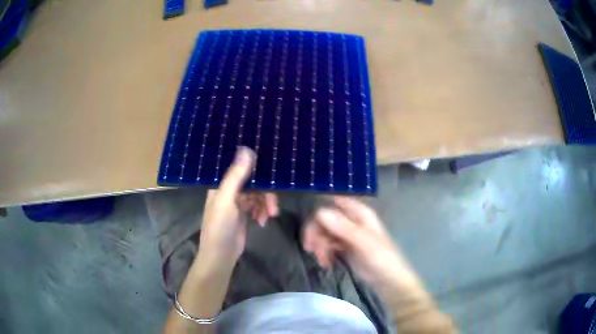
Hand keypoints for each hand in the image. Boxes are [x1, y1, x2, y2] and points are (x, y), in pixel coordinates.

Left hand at [196, 147, 277, 271]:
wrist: (221, 256)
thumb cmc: (219, 227)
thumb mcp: (226, 201)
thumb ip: (235, 176)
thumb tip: (246, 149)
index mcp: (221, 184)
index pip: (240, 168)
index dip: (255, 167)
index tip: (272, 170)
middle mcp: (229, 190)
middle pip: (253, 182)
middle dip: (265, 193)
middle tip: (273, 206)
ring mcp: (238, 202)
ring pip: (258, 194)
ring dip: (266, 204)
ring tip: (270, 216)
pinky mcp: (245, 214)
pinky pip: (258, 206)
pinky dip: (263, 211)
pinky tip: (263, 221)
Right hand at [303, 197, 420, 292]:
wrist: (389, 281)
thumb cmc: (381, 259)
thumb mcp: (363, 243)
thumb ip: (343, 228)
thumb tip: (320, 212)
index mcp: (359, 213)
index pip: (333, 204)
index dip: (320, 214)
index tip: (312, 232)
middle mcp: (351, 220)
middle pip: (325, 219)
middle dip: (316, 233)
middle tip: (311, 249)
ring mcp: (347, 234)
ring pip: (324, 232)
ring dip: (319, 246)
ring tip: (322, 261)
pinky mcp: (345, 247)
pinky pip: (328, 244)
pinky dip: (324, 253)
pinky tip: (326, 264)